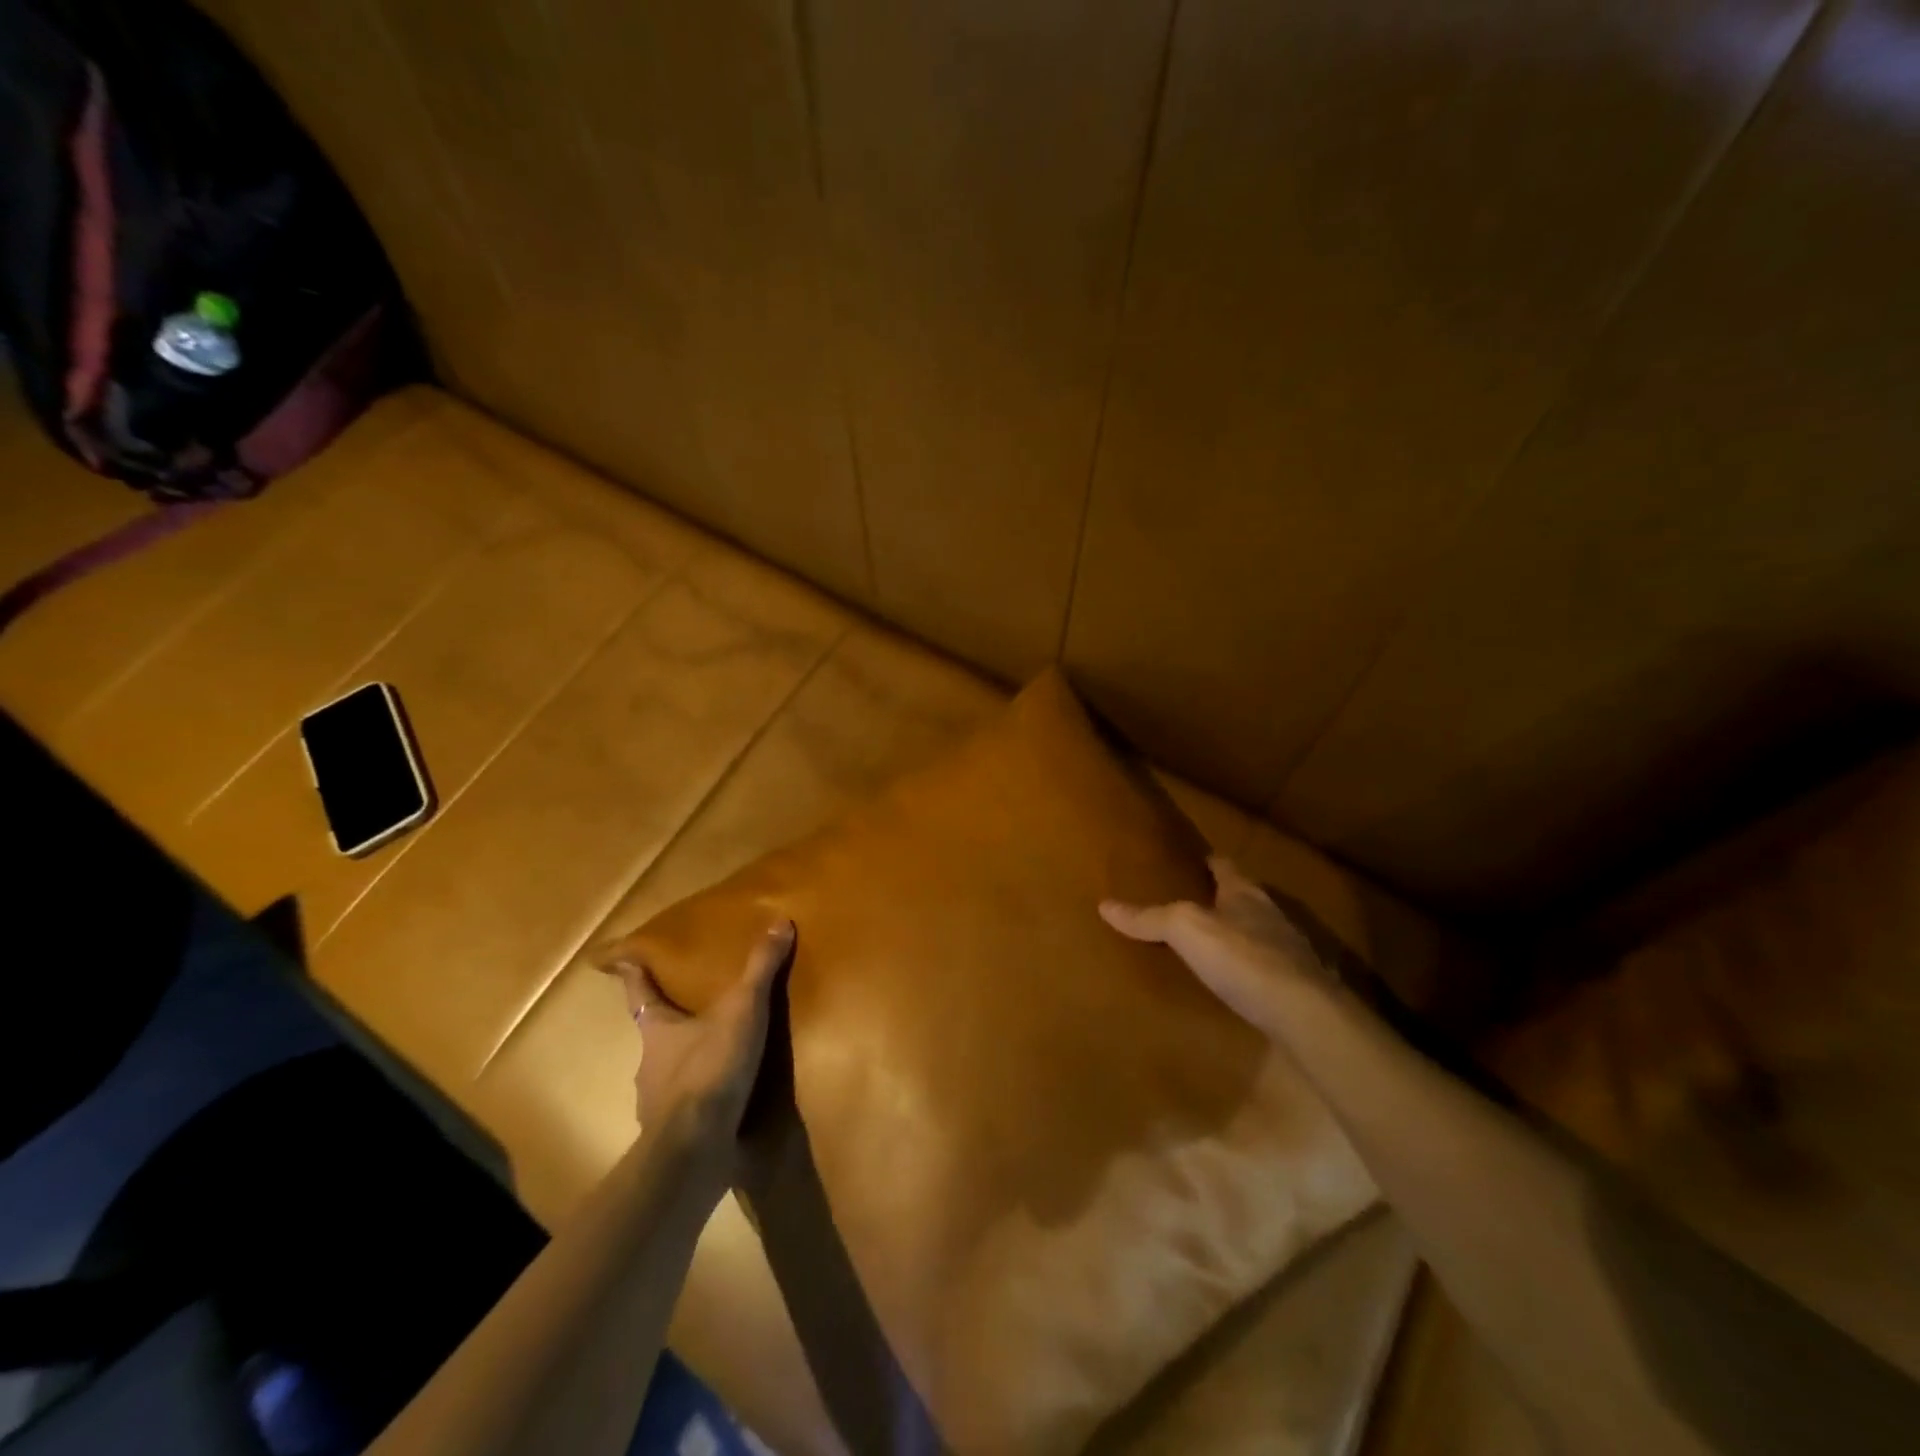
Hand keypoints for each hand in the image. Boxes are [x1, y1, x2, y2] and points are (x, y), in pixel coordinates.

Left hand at [602, 920, 794, 1164]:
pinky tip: (724, 1104)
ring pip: (669, 1076)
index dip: (633, 975)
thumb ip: (760, 969)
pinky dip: (701, 1104)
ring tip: (719, 1060)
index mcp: (658, 1030)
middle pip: (655, 1035)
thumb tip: (779, 921)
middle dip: (672, 1025)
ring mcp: (657, 1105)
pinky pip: (687, 1111)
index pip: (640, 993)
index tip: (619, 960)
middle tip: (694, 1013)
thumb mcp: (742, 1011)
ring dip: (688, 1067)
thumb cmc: (710, 1069)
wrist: (695, 1148)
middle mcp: (649, 1065)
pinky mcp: (674, 1137)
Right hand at [1101, 856, 1327, 1039]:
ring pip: (1257, 933)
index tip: (1195, 858)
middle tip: (1192, 901)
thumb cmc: (1243, 958)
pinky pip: (1265, 969)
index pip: (1225, 866)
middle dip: (1221, 898)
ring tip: (1208, 942)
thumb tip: (1104, 905)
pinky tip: (1233, 983)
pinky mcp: (1295, 989)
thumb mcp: (1186, 929)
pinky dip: (1247, 970)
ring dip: (1236, 934)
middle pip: (1243, 898)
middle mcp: (1270, 916)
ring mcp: (1288, 953)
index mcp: (1246, 894)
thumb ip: (1149, 917)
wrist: (1305, 1015)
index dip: (1209, 861)